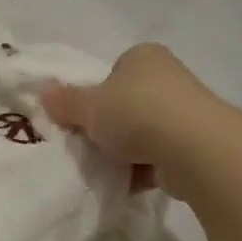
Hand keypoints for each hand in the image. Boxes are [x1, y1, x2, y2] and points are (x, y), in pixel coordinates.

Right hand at [41, 44, 211, 196]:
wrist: (196, 149)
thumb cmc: (136, 113)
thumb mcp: (88, 106)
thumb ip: (65, 101)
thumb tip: (44, 94)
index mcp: (143, 57)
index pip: (113, 72)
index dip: (94, 95)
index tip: (82, 118)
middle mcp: (168, 78)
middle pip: (127, 103)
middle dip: (109, 126)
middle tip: (89, 144)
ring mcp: (186, 112)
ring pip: (143, 132)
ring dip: (125, 151)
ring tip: (106, 168)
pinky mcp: (197, 145)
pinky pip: (160, 156)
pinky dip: (143, 170)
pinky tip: (127, 183)